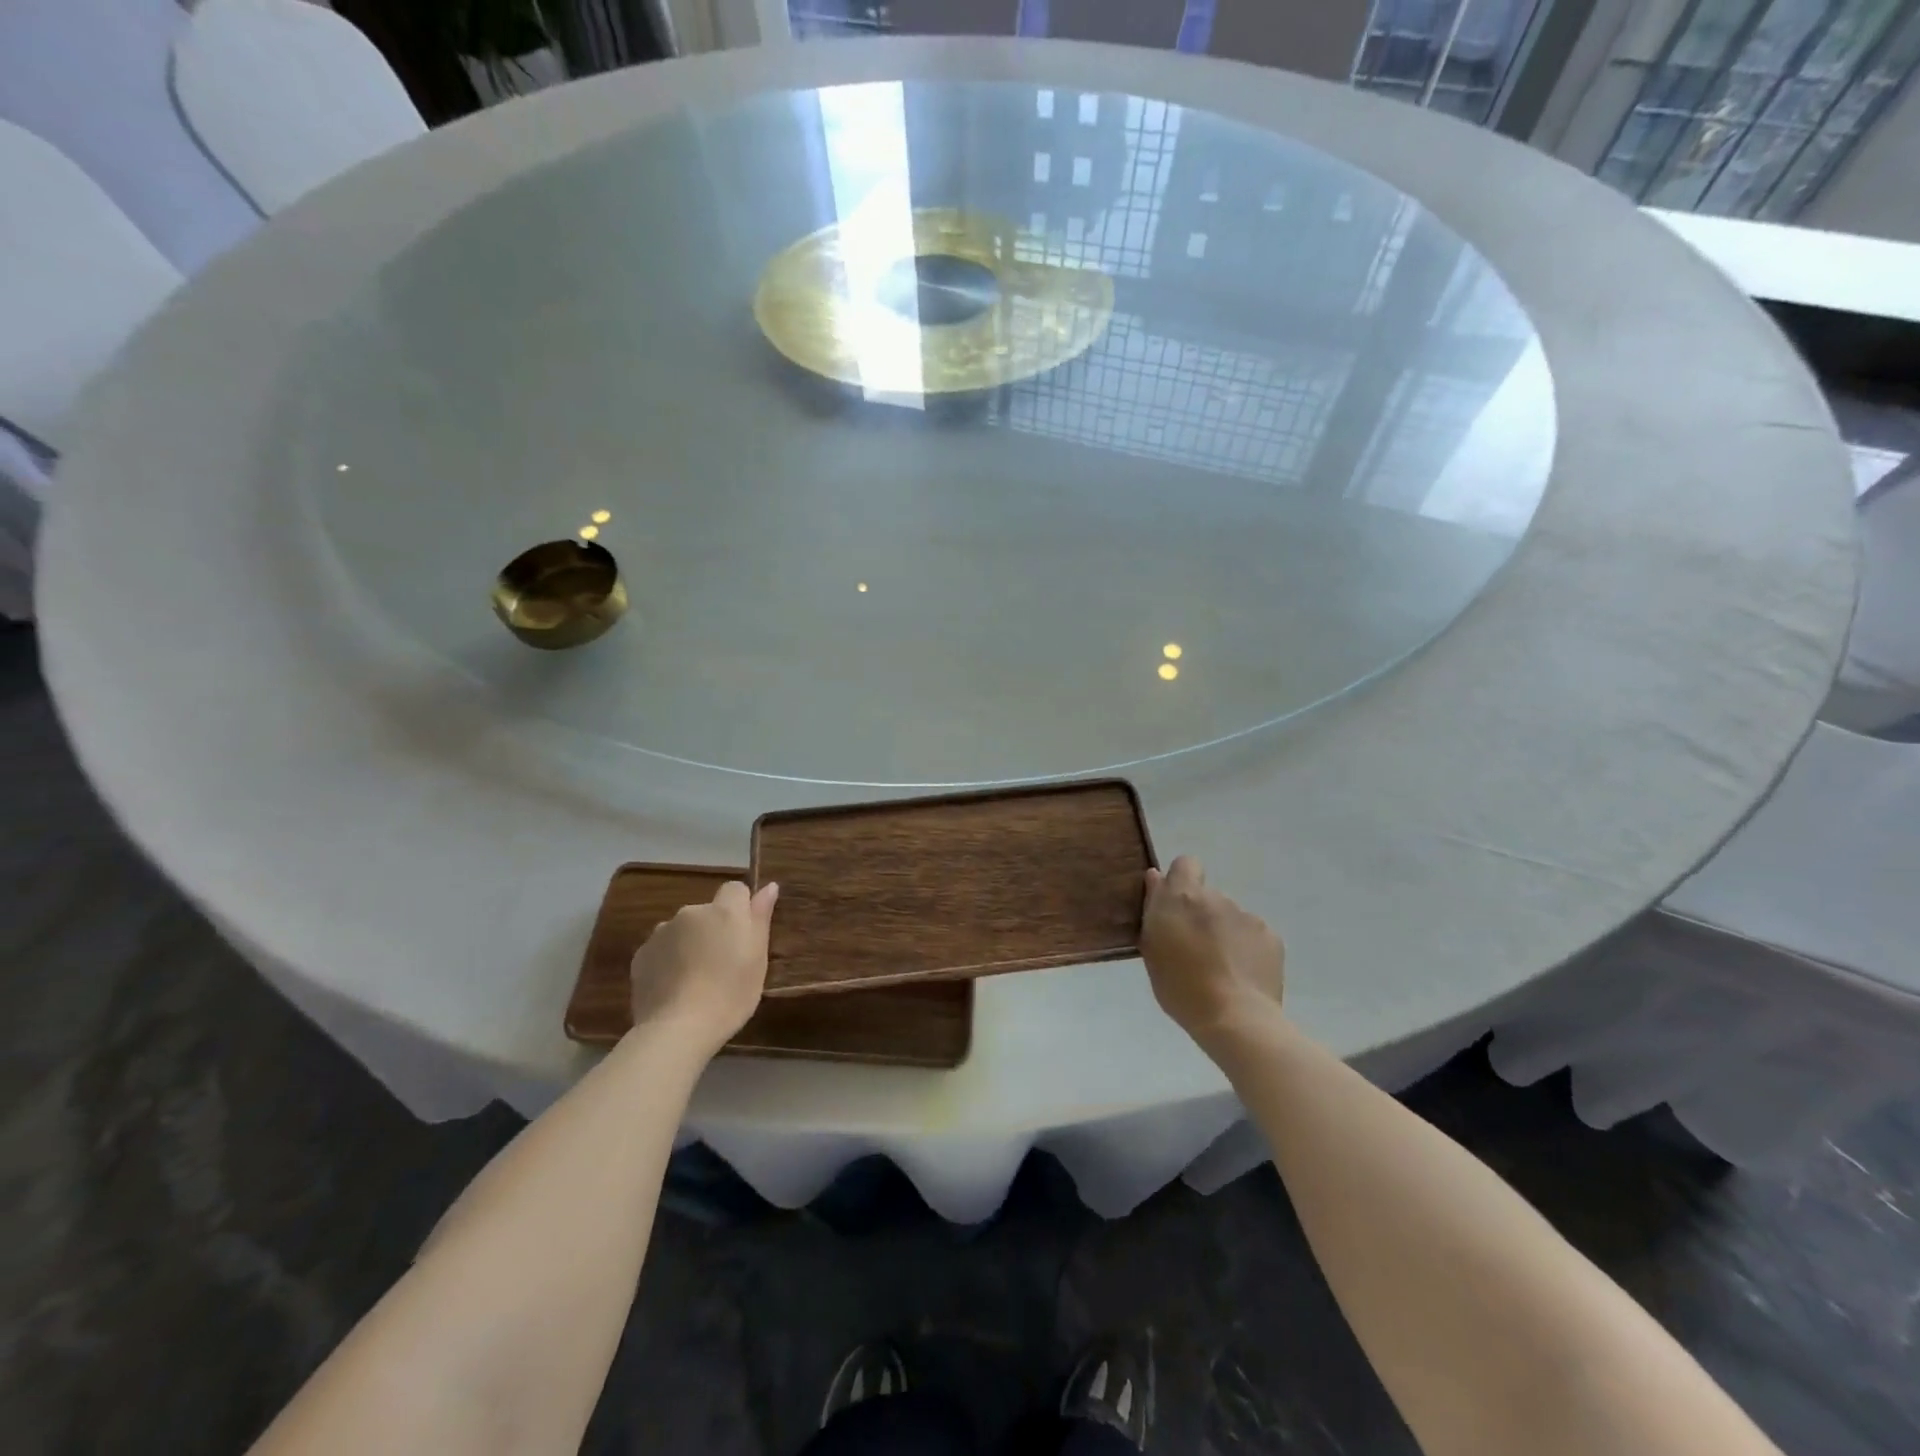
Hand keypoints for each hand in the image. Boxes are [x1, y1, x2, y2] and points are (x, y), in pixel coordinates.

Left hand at [629, 881, 778, 1057]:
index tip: (743, 937)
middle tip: (721, 964)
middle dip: (713, 929)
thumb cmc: (730, 994)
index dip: (741, 909)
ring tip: (695, 979)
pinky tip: (674, 988)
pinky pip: (661, 950)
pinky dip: (668, 961)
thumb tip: (769, 886)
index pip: (735, 890)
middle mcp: (691, 912)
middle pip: (707, 912)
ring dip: (689, 944)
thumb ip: (761, 917)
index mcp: (724, 911)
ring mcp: (661, 932)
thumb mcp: (758, 958)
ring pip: (682, 930)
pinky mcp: (640, 955)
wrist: (677, 1029)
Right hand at [1140, 856, 1283, 1046]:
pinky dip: (1246, 948)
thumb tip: (1156, 877)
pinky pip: (1252, 934)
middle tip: (1195, 947)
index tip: (1175, 906)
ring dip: (1224, 932)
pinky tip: (1242, 974)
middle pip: (1207, 896)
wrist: (1235, 1018)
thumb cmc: (1180, 987)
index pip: (1185, 864)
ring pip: (1230, 916)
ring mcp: (1246, 915)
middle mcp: (1215, 897)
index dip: (1181, 880)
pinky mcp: (1270, 936)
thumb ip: (1154, 907)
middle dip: (1201, 914)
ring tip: (1221, 967)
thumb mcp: (1151, 948)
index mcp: (1182, 897)